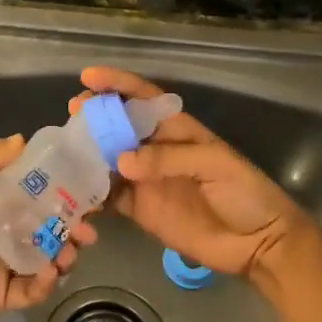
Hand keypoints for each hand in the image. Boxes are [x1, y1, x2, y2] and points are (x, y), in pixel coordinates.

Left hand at [0, 136, 96, 321]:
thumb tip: (22, 139)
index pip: (34, 193)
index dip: (61, 190)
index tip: (84, 189)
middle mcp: (4, 232)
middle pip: (48, 226)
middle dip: (72, 227)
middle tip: (88, 230)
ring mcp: (4, 265)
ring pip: (47, 258)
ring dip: (64, 254)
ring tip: (68, 254)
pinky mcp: (2, 296)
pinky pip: (32, 290)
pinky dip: (45, 284)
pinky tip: (48, 275)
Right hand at [70, 67, 316, 285]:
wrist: (259, 244)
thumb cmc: (245, 193)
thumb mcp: (215, 165)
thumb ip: (168, 159)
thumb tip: (121, 162)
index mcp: (177, 129)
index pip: (142, 98)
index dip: (117, 84)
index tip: (88, 77)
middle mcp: (156, 149)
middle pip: (117, 126)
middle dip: (93, 116)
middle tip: (72, 114)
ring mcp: (145, 180)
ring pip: (107, 160)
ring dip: (86, 153)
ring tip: (63, 151)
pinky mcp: (140, 210)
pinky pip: (109, 198)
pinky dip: (89, 195)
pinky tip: (71, 192)